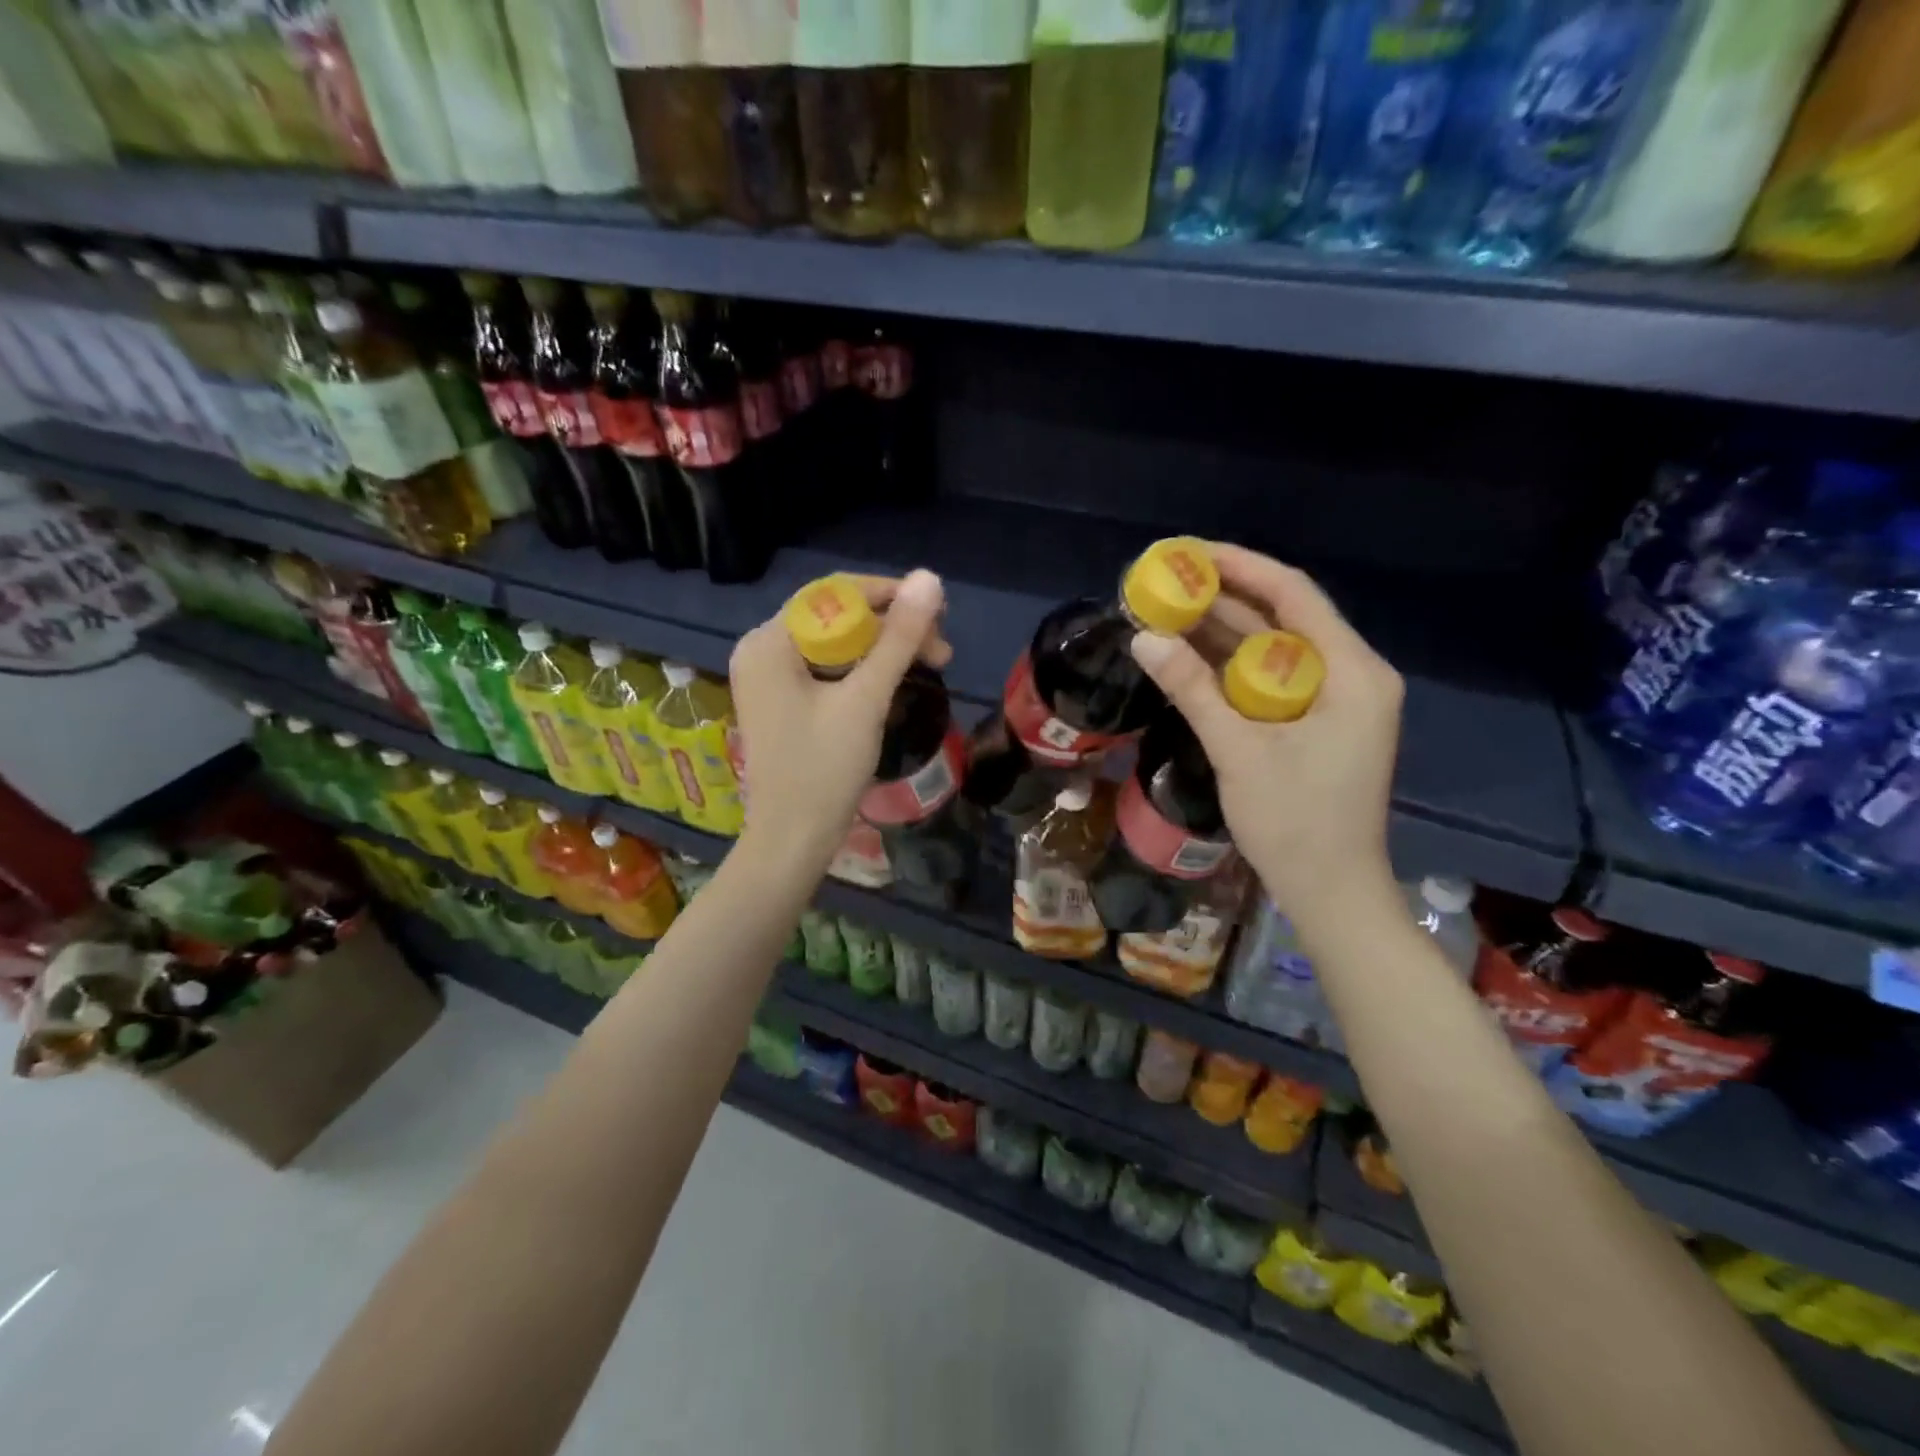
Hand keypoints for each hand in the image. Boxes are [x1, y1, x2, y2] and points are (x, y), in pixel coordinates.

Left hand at [729, 570, 948, 869]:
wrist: (793, 841)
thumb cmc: (824, 769)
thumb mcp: (865, 699)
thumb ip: (898, 638)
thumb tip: (929, 579)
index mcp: (769, 642)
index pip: (833, 594)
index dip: (889, 596)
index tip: (938, 615)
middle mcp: (762, 651)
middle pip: (835, 618)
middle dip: (892, 629)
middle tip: (941, 653)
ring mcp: (770, 679)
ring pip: (836, 645)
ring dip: (884, 651)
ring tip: (931, 666)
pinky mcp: (783, 702)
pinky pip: (828, 669)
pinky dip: (864, 672)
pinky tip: (896, 683)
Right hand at [1129, 545, 1403, 926]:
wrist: (1331, 892)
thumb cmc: (1296, 823)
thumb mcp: (1239, 750)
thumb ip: (1192, 689)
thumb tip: (1142, 638)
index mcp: (1352, 672)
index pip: (1293, 595)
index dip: (1240, 567)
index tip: (1189, 552)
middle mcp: (1350, 675)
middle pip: (1282, 618)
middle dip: (1222, 599)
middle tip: (1165, 583)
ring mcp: (1334, 700)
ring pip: (1273, 649)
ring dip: (1221, 632)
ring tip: (1165, 611)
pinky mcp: (1316, 723)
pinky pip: (1269, 679)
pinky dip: (1229, 667)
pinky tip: (1188, 656)